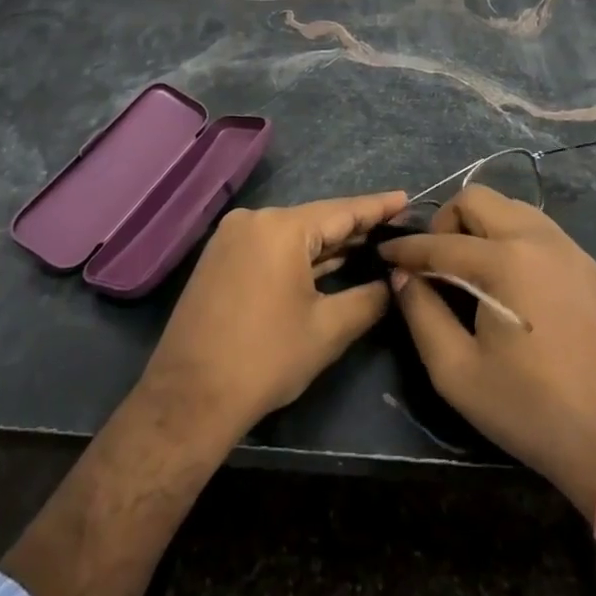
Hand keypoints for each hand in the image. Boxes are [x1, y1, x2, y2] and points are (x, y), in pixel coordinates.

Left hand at [138, 190, 407, 442]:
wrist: (189, 397)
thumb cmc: (265, 359)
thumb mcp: (328, 330)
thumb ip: (368, 299)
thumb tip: (392, 284)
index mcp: (281, 228)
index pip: (342, 211)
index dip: (377, 207)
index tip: (405, 198)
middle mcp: (254, 220)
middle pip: (315, 219)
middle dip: (354, 227)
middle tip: (394, 227)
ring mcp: (232, 237)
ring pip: (292, 234)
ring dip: (326, 244)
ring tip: (368, 243)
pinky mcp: (219, 258)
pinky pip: (270, 246)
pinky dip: (298, 255)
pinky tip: (327, 262)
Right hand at [382, 186, 595, 516]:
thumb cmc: (528, 409)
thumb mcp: (457, 372)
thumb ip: (421, 314)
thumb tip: (403, 276)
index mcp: (505, 261)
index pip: (440, 241)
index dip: (406, 248)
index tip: (384, 254)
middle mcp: (538, 239)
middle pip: (478, 198)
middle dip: (446, 221)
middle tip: (434, 260)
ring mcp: (570, 248)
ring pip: (512, 208)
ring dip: (482, 225)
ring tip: (470, 267)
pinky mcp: (589, 266)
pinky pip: (540, 230)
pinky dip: (513, 239)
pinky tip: (510, 281)